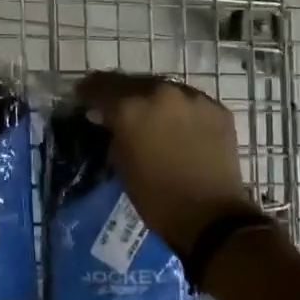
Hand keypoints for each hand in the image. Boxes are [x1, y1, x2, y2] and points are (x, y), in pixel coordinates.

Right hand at [74, 72, 266, 254]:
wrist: (211, 217)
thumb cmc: (155, 196)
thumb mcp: (121, 163)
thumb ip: (112, 132)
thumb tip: (105, 117)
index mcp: (130, 107)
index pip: (99, 85)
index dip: (88, 91)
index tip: (83, 99)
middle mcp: (160, 92)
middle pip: (132, 82)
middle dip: (120, 94)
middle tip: (115, 109)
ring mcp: (193, 97)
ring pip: (162, 88)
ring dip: (151, 100)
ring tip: (149, 117)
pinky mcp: (217, 109)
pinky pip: (189, 101)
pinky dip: (179, 111)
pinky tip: (178, 127)